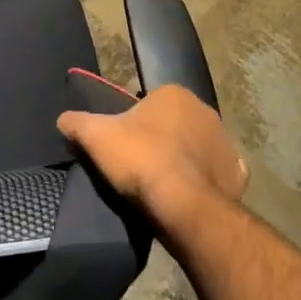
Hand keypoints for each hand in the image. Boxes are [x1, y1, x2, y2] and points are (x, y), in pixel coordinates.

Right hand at [57, 84, 248, 226]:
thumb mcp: (96, 137)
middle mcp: (205, 111)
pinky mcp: (237, 175)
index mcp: (174, 94)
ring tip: (161, 185)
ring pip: (197, 147)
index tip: (122, 145)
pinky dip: (206, 182)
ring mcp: (226, 143)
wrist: (182, 205)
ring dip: (184, 160)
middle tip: (139, 165)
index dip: (134, 123)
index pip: (149, 103)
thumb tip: (63, 119)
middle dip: (161, 139)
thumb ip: (77, 122)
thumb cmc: (140, 159)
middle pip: (175, 124)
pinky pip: (218, 174)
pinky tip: (189, 195)